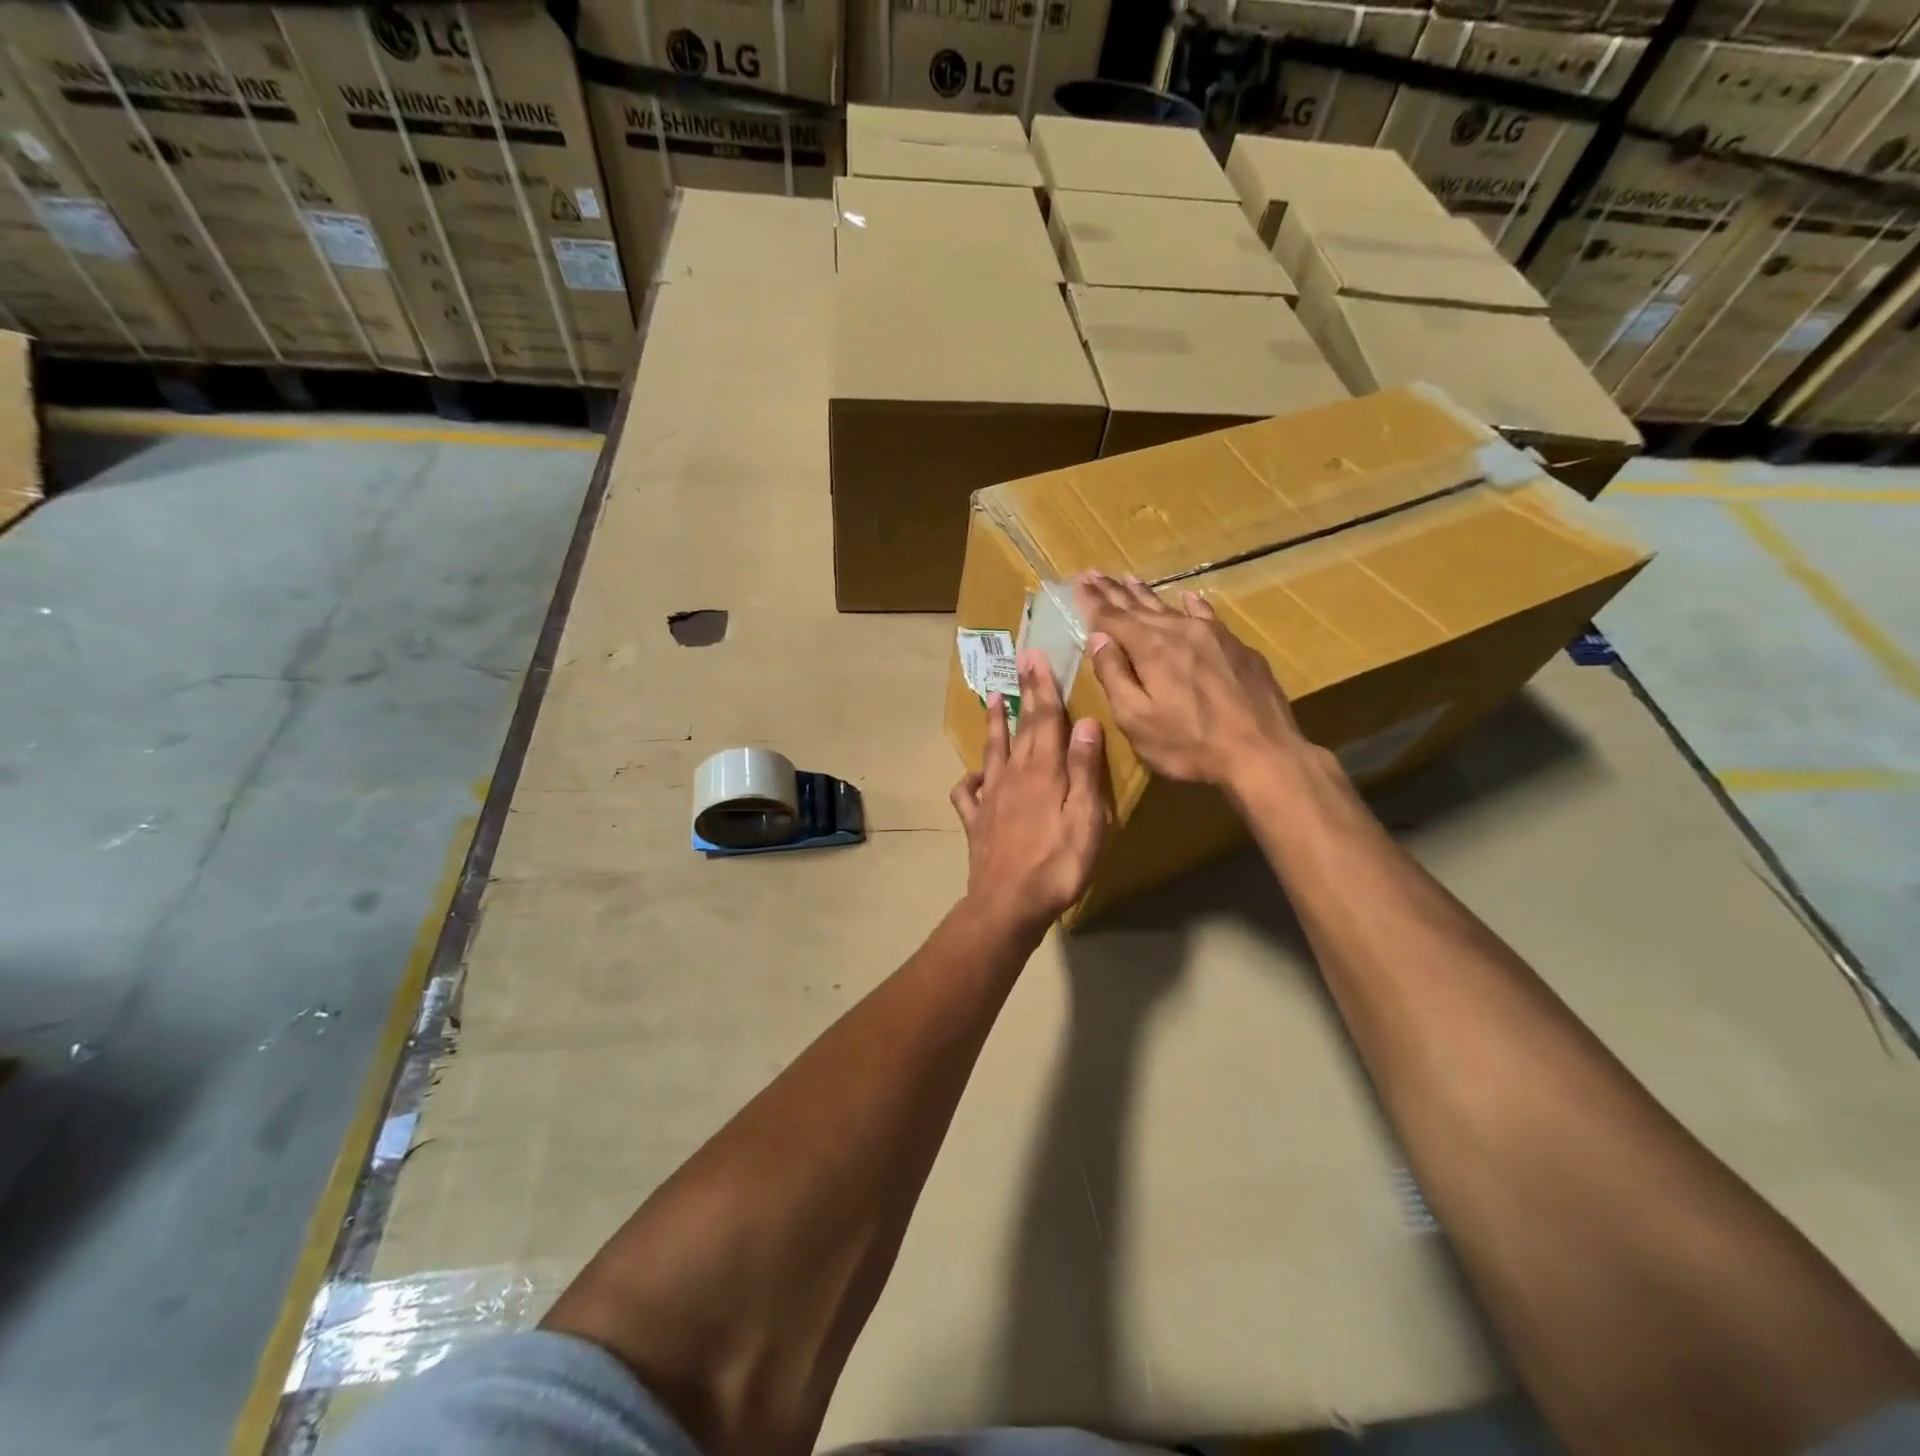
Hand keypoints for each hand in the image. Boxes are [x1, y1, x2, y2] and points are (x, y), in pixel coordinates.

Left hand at [950, 649, 1108, 936]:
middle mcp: (1013, 776)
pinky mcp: (976, 822)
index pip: (1045, 719)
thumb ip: (1085, 771)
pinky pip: (967, 793)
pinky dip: (969, 779)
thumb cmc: (1058, 864)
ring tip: (992, 698)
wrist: (1008, 904)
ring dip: (994, 723)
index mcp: (1043, 771)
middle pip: (1020, 727)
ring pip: (992, 751)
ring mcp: (990, 798)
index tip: (1036, 655)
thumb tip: (1086, 723)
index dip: (1043, 686)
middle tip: (1020, 662)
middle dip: (1023, 693)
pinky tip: (974, 777)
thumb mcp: (1086, 819)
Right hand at [1076, 572, 1310, 792]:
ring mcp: (1214, 636)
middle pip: (1139, 607)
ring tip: (1129, 578)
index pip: (1112, 617)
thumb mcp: (1136, 719)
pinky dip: (1192, 605)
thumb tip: (1098, 639)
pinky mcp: (1238, 648)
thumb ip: (1113, 676)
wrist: (1262, 753)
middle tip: (1095, 573)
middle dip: (1114, 591)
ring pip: (1171, 608)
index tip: (1079, 581)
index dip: (1092, 601)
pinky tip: (1188, 598)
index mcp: (1150, 648)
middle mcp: (1180, 631)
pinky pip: (1207, 615)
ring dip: (1147, 594)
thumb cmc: (1189, 744)